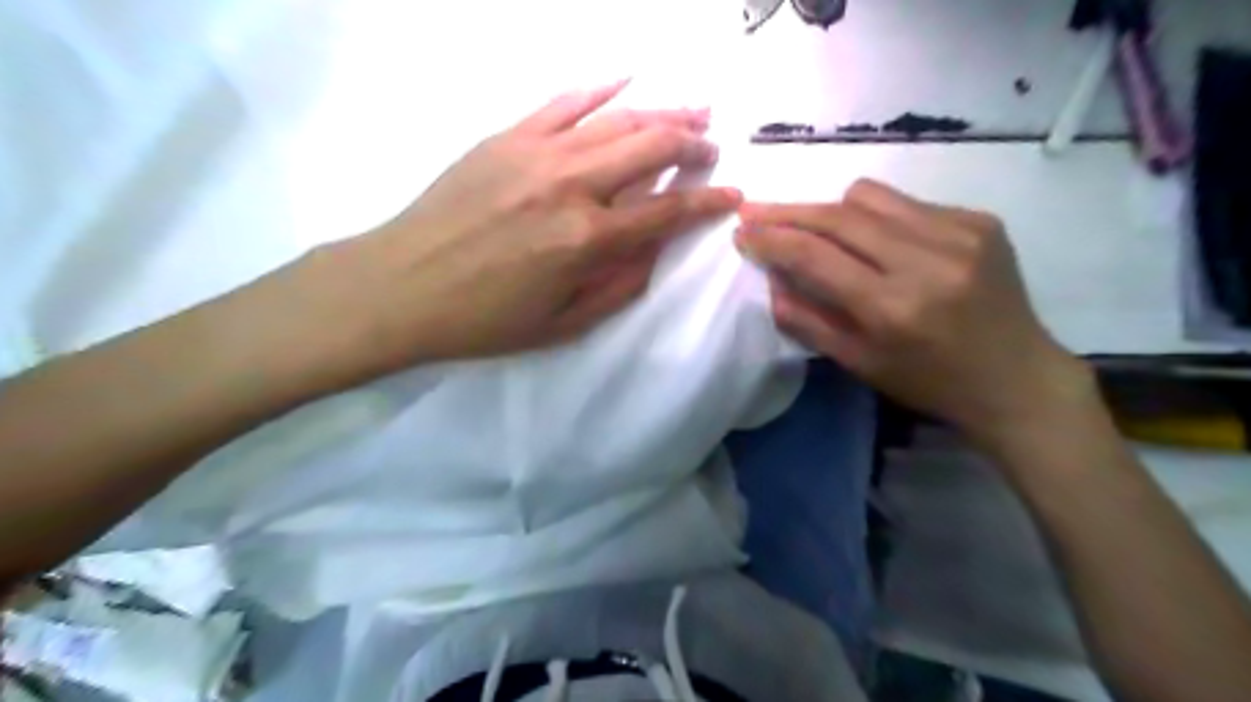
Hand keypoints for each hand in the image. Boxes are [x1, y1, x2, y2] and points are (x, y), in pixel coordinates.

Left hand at [290, 78, 739, 385]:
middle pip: (650, 149)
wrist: (402, 285)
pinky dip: (600, 86)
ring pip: (616, 119)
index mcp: (587, 240)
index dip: (707, 203)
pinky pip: (564, 100)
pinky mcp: (507, 136)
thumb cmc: (485, 319)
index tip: (734, 196)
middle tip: (712, 148)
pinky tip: (628, 77)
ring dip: (662, 113)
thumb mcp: (564, 324)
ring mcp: (537, 152)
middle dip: (692, 146)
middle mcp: (571, 186)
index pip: (667, 212)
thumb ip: (620, 284)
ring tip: (692, 113)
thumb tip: (658, 248)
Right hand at [736, 179, 1092, 437]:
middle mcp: (927, 260)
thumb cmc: (929, 383)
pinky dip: (878, 219)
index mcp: (892, 307)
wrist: (1016, 378)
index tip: (742, 231)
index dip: (771, 239)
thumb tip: (770, 281)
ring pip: (870, 196)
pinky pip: (907, 203)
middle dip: (789, 212)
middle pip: (838, 216)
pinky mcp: (980, 220)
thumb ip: (807, 321)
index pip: (815, 255)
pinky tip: (880, 243)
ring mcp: (960, 233)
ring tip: (819, 231)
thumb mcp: (859, 364)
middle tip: (757, 214)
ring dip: (832, 211)